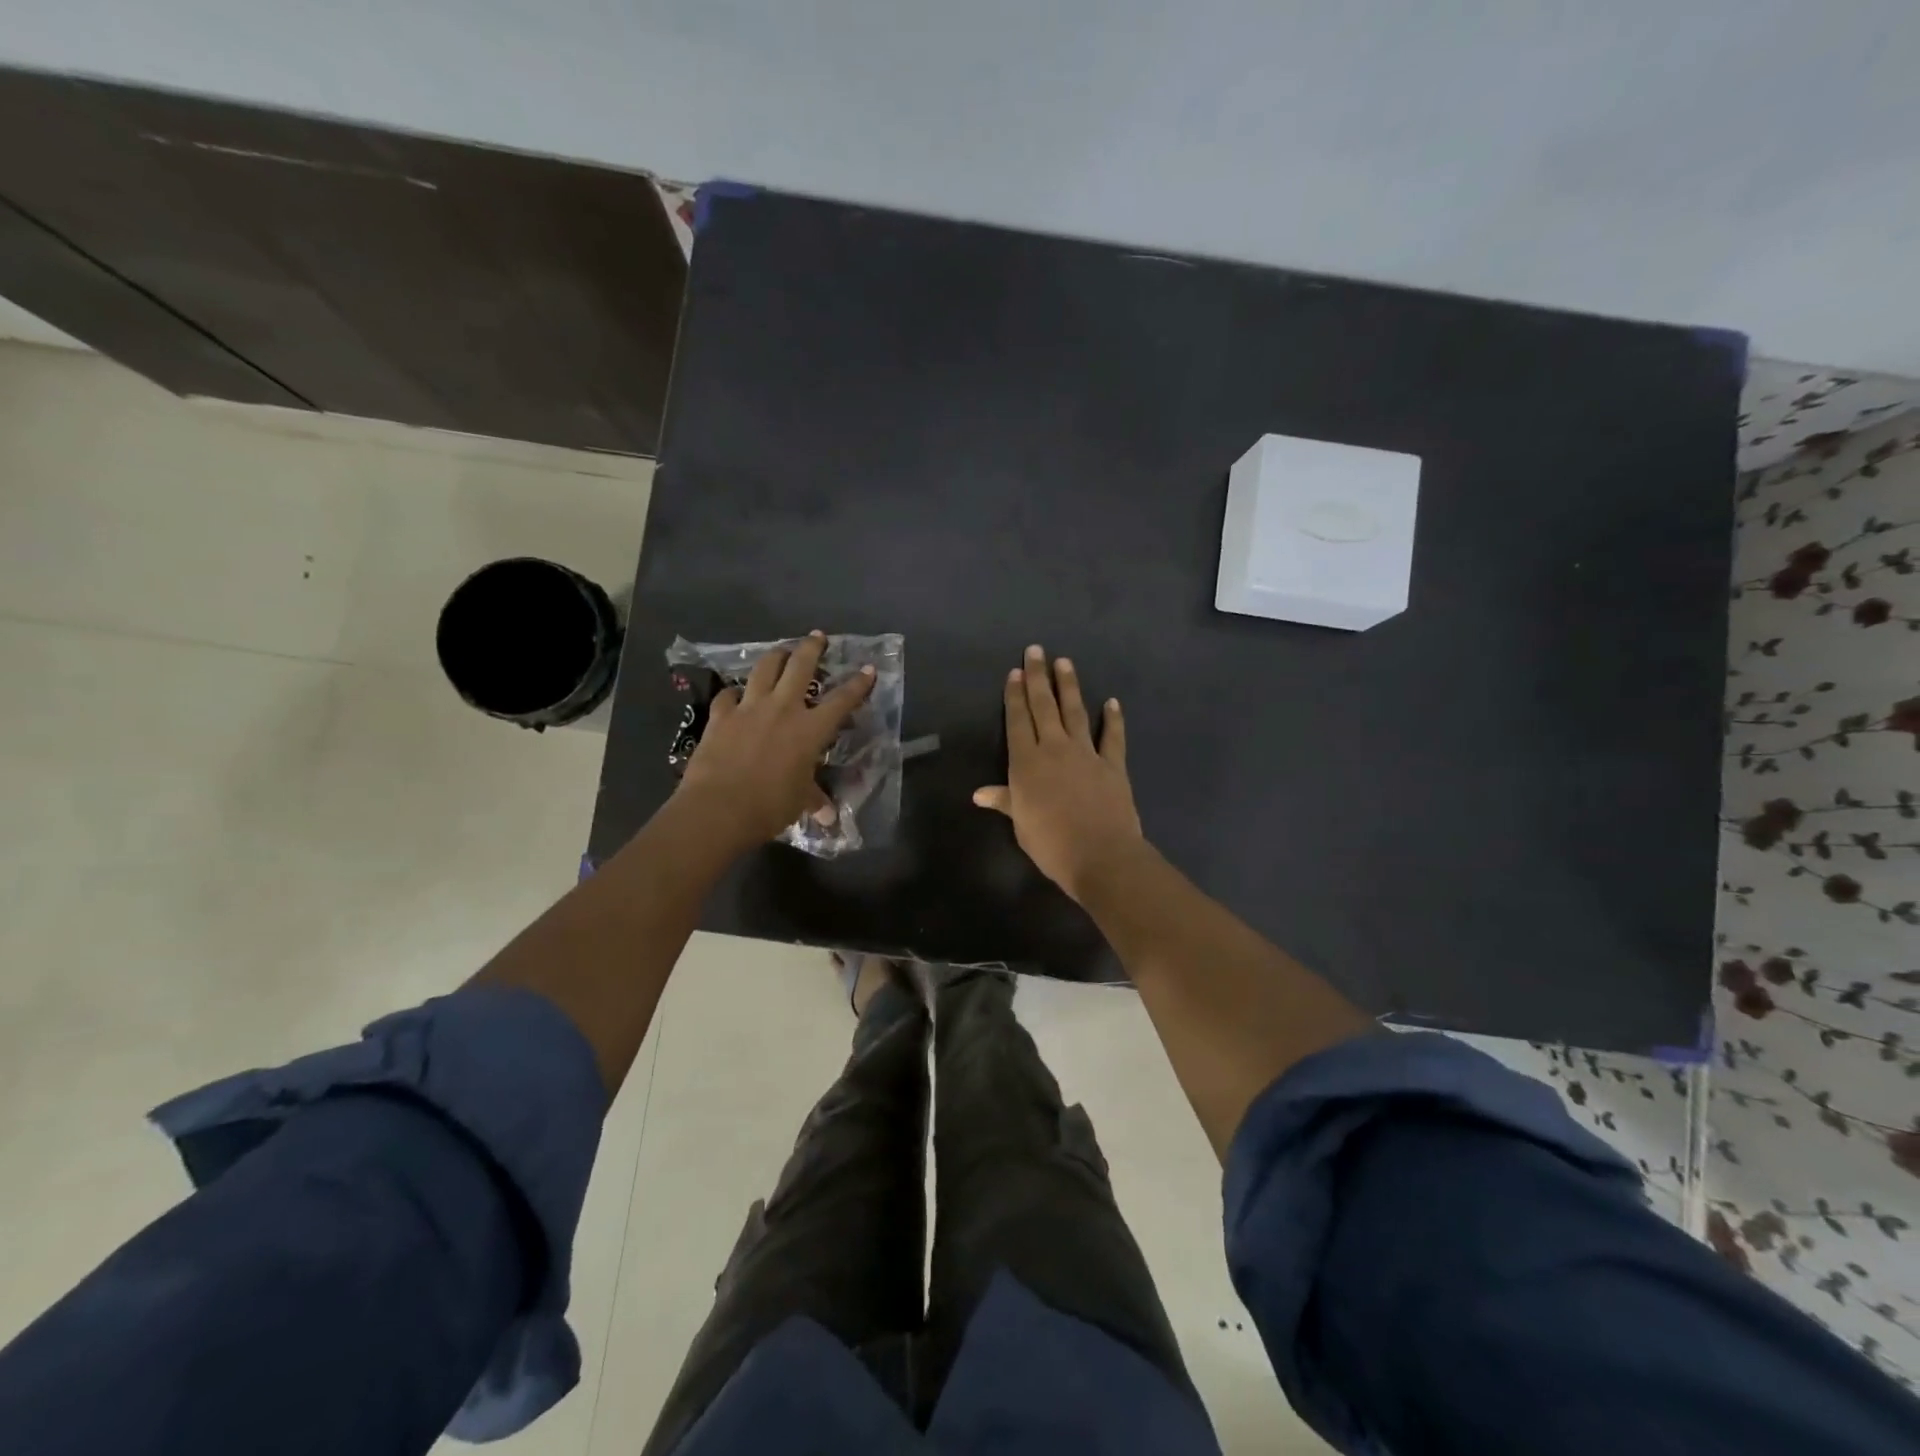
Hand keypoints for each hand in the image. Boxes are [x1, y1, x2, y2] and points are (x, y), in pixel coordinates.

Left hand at [678, 631, 875, 849]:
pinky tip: (735, 695)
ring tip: (781, 653)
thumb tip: (830, 817)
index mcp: (810, 730)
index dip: (858, 684)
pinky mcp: (720, 715)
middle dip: (812, 647)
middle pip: (800, 666)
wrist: (718, 808)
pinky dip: (735, 692)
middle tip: (817, 636)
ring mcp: (749, 708)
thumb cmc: (769, 806)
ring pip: (764, 668)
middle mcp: (782, 709)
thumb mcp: (799, 802)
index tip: (867, 668)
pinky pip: (728, 694)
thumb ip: (814, 800)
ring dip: (775, 656)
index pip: (842, 700)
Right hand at [974, 644, 1144, 901]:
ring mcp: (1086, 753)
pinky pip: (1112, 736)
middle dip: (1038, 677)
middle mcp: (1054, 749)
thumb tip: (979, 793)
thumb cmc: (1051, 843)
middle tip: (1036, 651)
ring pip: (1075, 712)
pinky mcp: (1112, 765)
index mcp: (1026, 763)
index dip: (1015, 696)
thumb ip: (1005, 801)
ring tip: (1065, 662)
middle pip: (1044, 707)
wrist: (1100, 855)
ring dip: (1069, 686)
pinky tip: (1112, 702)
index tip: (1015, 672)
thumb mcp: (1020, 824)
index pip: (1018, 721)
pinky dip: (1113, 719)